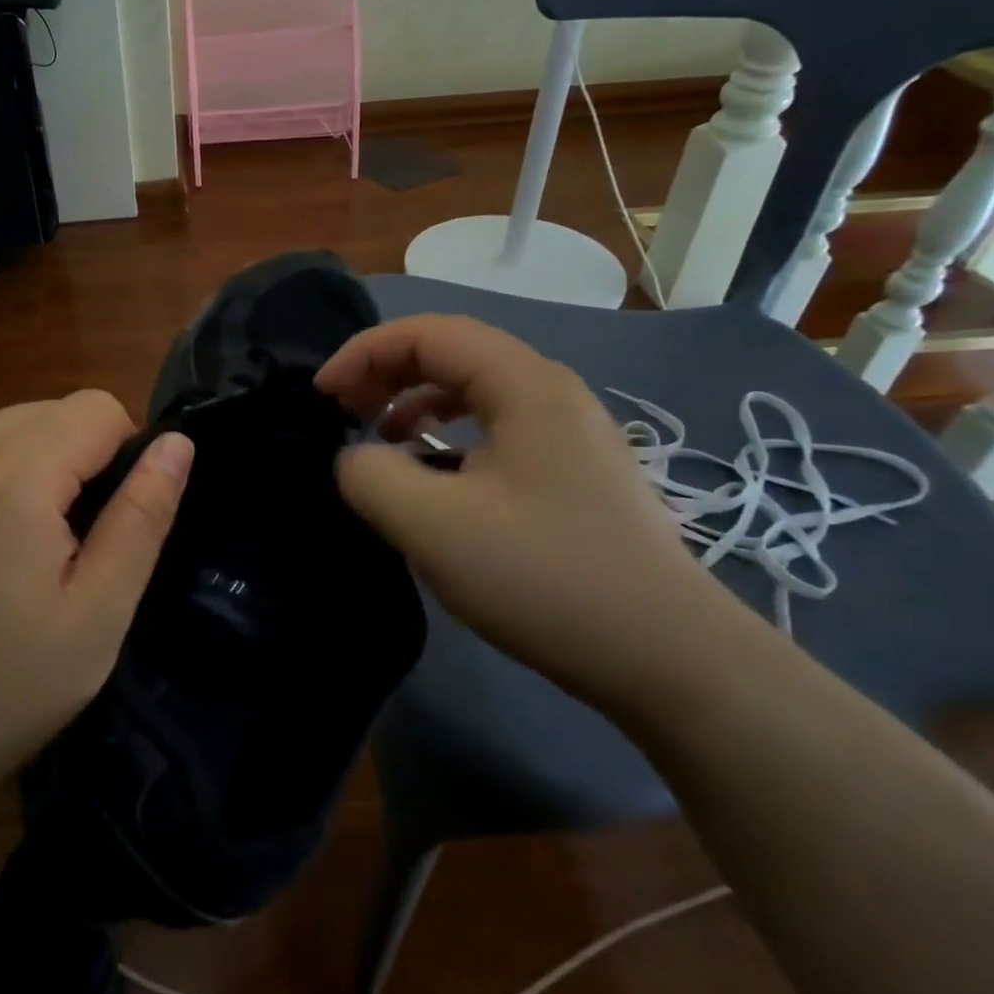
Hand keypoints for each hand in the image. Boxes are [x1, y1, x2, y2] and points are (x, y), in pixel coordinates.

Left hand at [0, 392, 193, 818]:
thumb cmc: (4, 690)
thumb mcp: (97, 615)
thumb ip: (142, 518)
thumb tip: (177, 444)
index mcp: (11, 477)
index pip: (97, 407)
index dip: (126, 452)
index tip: (113, 521)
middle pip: (51, 410)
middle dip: (82, 455)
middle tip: (76, 541)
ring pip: (9, 425)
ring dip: (39, 462)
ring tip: (31, 545)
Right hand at [316, 314, 747, 711]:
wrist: (671, 660)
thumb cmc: (547, 578)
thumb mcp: (434, 526)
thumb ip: (371, 475)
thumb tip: (354, 457)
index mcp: (525, 385)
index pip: (429, 333)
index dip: (365, 353)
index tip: (322, 395)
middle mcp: (551, 392)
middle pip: (453, 352)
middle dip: (386, 371)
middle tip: (343, 410)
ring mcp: (568, 432)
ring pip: (474, 389)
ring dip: (415, 400)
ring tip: (380, 437)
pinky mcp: (571, 471)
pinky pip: (494, 427)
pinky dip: (446, 434)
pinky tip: (432, 474)